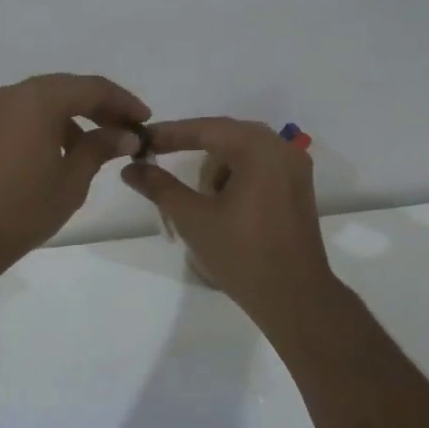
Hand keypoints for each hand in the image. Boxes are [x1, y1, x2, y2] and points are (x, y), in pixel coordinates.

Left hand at [0, 74, 149, 275]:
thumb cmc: (22, 207)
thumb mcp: (72, 179)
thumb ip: (100, 147)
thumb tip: (124, 134)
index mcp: (38, 99)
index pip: (92, 87)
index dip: (123, 102)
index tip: (145, 120)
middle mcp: (13, 94)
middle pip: (66, 89)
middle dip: (99, 106)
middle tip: (126, 130)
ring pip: (43, 101)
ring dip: (73, 116)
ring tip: (96, 147)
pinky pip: (23, 115)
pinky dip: (48, 125)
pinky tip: (61, 153)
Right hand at [121, 117, 341, 326]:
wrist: (294, 298)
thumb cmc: (242, 255)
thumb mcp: (193, 219)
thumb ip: (160, 187)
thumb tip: (130, 167)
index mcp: (259, 149)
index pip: (207, 129)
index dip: (171, 133)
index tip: (141, 138)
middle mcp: (282, 148)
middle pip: (226, 136)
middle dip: (193, 149)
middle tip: (159, 160)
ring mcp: (295, 167)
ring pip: (242, 152)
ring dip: (217, 169)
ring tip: (202, 202)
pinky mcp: (298, 187)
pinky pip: (259, 166)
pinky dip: (236, 177)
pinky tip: (224, 206)